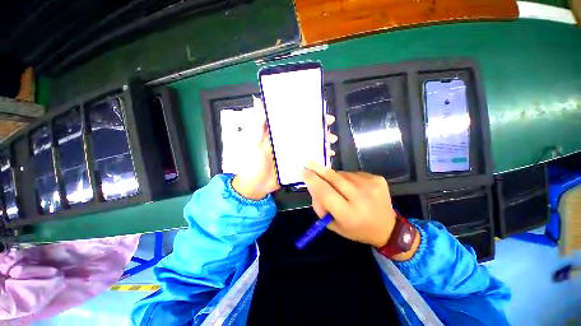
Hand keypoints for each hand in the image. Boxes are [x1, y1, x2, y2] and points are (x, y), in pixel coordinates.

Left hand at [233, 97, 337, 199]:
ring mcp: (294, 153)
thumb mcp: (253, 141)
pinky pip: (310, 158)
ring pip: (311, 143)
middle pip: (306, 131)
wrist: (256, 185)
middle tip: (329, 127)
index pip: (294, 119)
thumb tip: (258, 101)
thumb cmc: (253, 162)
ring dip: (322, 141)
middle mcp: (288, 141)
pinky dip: (320, 156)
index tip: (318, 111)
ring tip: (331, 141)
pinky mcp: (297, 164)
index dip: (306, 113)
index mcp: (278, 133)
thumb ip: (257, 124)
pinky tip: (328, 155)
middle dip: (319, 128)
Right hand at [301, 162, 396, 247]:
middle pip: (333, 177)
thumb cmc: (356, 229)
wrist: (387, 228)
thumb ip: (320, 206)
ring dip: (335, 177)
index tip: (303, 172)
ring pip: (342, 174)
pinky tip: (352, 186)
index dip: (312, 180)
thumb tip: (313, 186)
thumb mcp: (334, 225)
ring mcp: (371, 186)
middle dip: (318, 169)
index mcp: (349, 214)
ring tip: (338, 186)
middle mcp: (361, 198)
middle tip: (308, 163)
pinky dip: (348, 178)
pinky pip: (353, 173)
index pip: (325, 192)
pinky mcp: (377, 179)